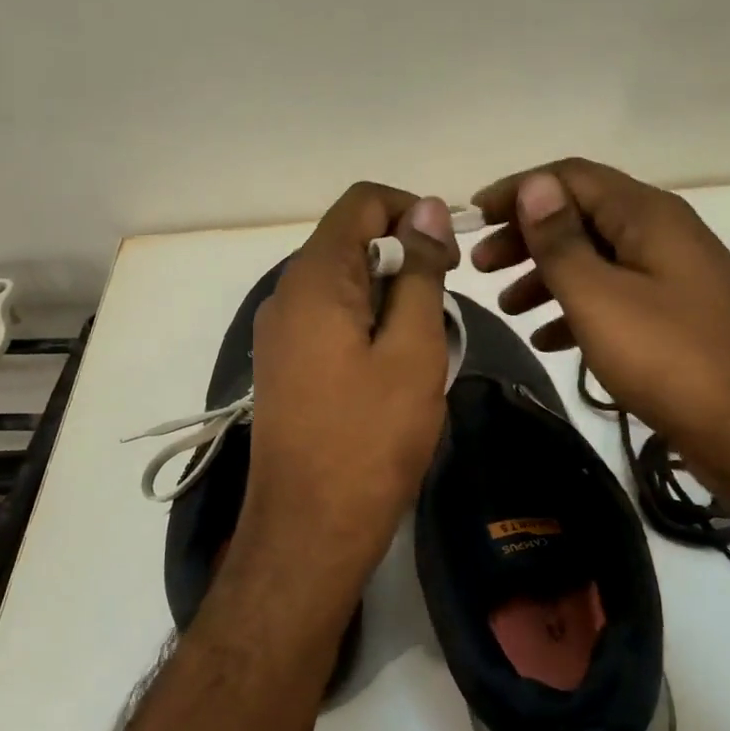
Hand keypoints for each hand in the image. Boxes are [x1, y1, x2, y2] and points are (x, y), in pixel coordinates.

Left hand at [234, 183, 458, 606]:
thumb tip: (429, 209)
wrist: (309, 529)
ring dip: (389, 298)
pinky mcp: (283, 366)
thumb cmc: (370, 439)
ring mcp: (279, 333)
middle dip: (404, 258)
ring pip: (342, 285)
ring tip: (423, 346)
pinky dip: (366, 326)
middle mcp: (285, 294)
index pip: (361, 201)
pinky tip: (391, 370)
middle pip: (349, 241)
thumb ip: (420, 272)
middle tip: (444, 309)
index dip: (412, 210)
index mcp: (314, 278)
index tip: (450, 255)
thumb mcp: (412, 350)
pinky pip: (329, 321)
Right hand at [472, 160, 729, 494]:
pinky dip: (577, 309)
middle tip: (481, 266)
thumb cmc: (669, 358)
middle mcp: (662, 235)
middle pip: (582, 217)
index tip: (473, 218)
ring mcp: (673, 277)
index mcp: (647, 216)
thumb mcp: (599, 297)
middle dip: (526, 237)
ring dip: (547, 276)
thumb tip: (534, 185)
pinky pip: (615, 298)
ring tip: (507, 307)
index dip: (518, 191)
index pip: (570, 177)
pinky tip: (549, 339)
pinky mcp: (676, 317)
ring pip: (596, 260)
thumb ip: (561, 241)